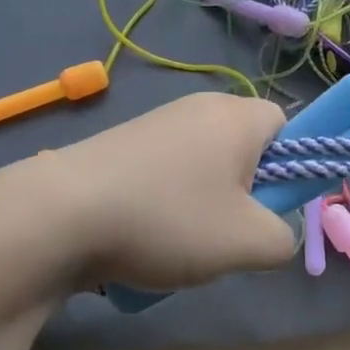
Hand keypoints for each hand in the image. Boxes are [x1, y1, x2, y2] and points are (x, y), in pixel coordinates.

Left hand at [48, 92, 296, 292]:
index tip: (267, 205)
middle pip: (244, 146)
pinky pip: (166, 171)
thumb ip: (284, 238)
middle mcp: (200, 106)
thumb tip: (276, 231)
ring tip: (181, 242)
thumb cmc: (169, 219)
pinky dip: (166, 202)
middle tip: (228, 232)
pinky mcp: (124, 142)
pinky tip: (144, 236)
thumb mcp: (247, 243)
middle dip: (244, 191)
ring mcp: (157, 121)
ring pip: (204, 164)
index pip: (287, 124)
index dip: (289, 165)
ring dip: (204, 203)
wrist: (60, 214)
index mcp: (237, 116)